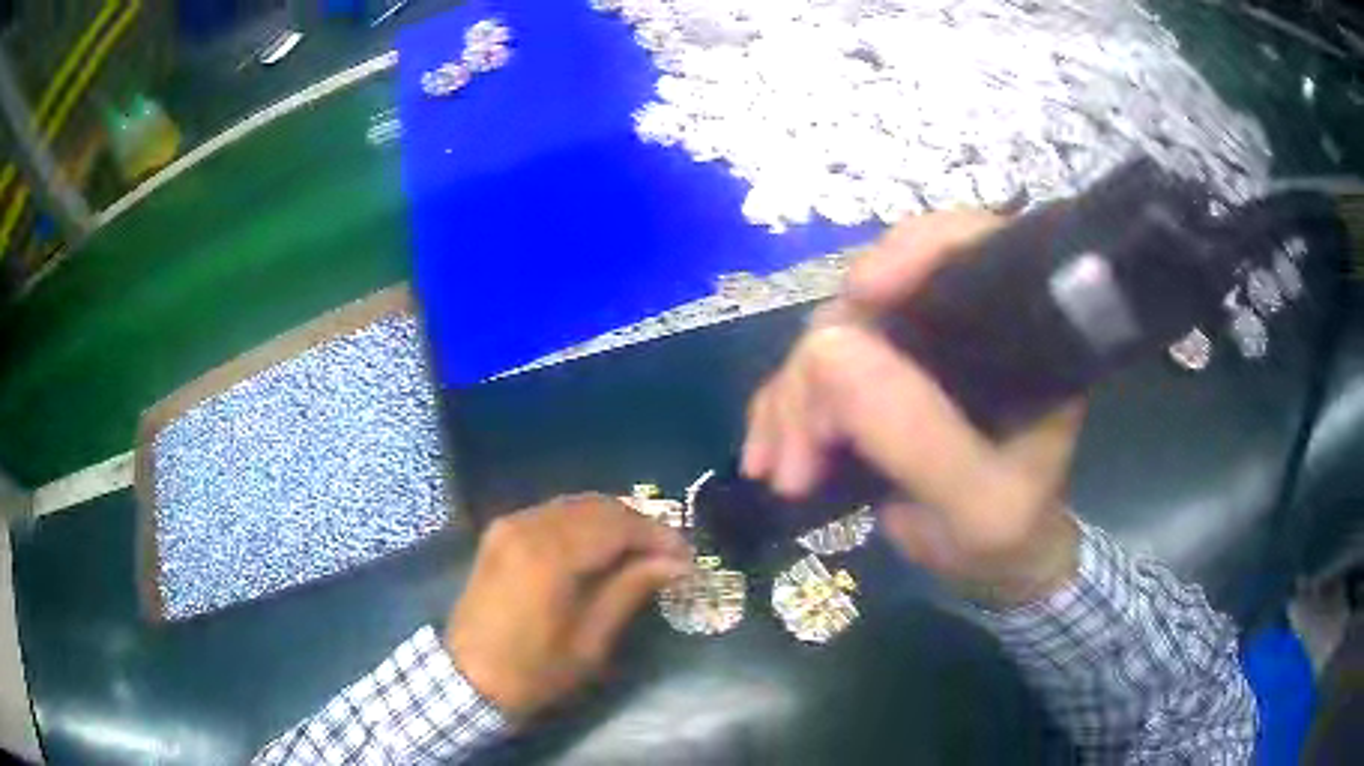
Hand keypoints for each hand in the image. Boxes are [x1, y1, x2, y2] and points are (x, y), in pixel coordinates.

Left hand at [446, 494, 690, 720]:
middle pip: (599, 507)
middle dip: (640, 525)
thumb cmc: (533, 671)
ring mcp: (510, 525)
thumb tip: (677, 563)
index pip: (619, 525)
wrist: (467, 679)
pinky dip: (585, 523)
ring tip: (642, 552)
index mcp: (550, 555)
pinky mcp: (500, 533)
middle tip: (669, 554)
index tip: (687, 556)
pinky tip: (601, 548)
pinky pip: (554, 513)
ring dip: (614, 522)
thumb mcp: (590, 640)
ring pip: (576, 505)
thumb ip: (631, 590)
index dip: (659, 536)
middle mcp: (528, 526)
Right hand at [742, 212, 1082, 605]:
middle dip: (821, 368)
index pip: (965, 246)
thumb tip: (826, 349)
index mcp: (1015, 335)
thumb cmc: (1006, 538)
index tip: (859, 297)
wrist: (994, 567)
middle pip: (873, 297)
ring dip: (792, 399)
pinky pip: (811, 371)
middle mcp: (960, 326)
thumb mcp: (977, 506)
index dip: (909, 251)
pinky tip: (768, 455)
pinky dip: (781, 409)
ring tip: (782, 471)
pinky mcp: (874, 379)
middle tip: (800, 455)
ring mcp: (910, 351)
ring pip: (829, 335)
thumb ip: (919, 437)